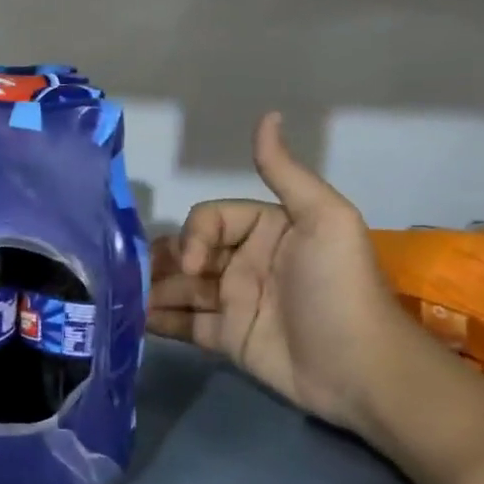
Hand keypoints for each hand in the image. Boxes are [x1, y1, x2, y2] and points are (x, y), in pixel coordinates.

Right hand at [148, 113, 420, 444]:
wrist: (359, 368)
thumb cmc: (338, 287)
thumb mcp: (324, 219)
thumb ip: (285, 172)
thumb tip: (268, 115)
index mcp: (265, 229)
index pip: (210, 218)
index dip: (195, 235)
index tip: (196, 264)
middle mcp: (243, 261)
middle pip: (188, 250)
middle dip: (163, 260)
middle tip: (135, 276)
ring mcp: (231, 301)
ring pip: (179, 286)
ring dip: (153, 289)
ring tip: (124, 299)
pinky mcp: (224, 337)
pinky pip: (182, 323)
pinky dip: (157, 320)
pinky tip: (133, 321)